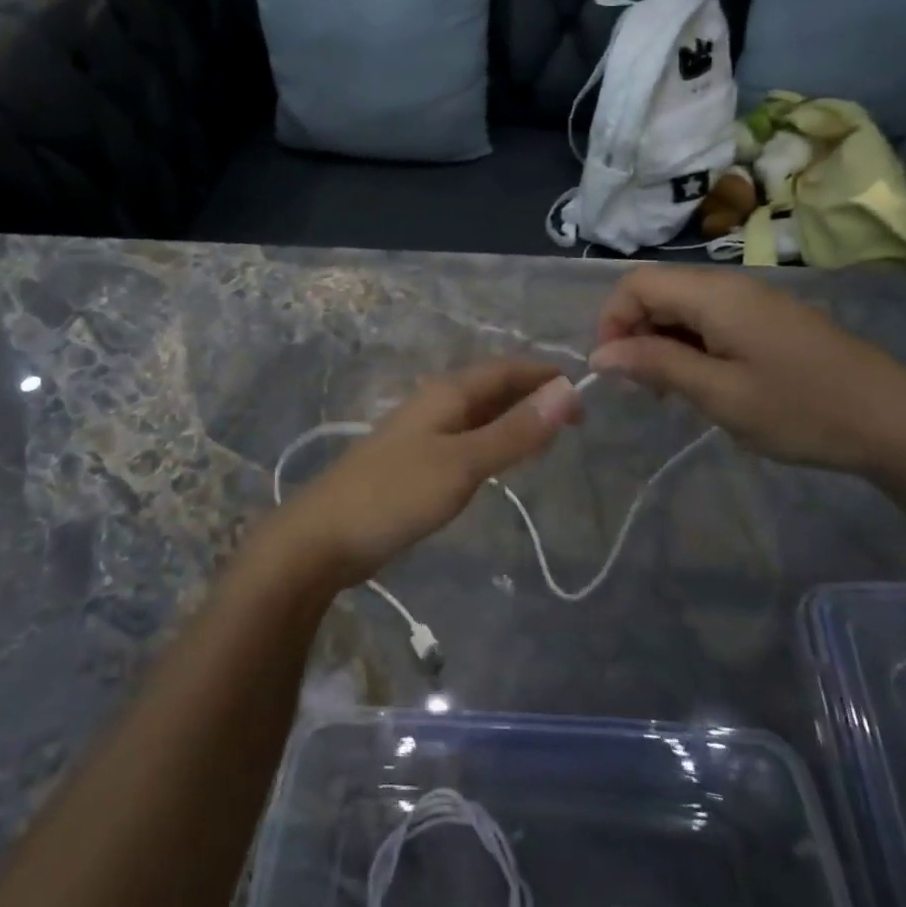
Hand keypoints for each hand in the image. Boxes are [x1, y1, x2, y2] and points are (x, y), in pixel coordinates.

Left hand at [273, 360, 582, 587]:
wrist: (322, 538)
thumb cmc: (395, 495)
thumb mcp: (462, 463)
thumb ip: (514, 432)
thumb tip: (566, 393)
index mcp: (446, 394)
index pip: (503, 369)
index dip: (542, 374)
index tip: (582, 391)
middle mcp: (434, 405)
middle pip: (490, 388)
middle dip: (531, 395)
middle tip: (574, 420)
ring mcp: (421, 435)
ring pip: (478, 414)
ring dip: (513, 419)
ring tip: (548, 437)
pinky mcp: (414, 465)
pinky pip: (465, 440)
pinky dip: (492, 442)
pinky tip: (501, 461)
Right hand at [590, 266, 905, 477]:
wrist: (894, 421)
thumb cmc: (800, 409)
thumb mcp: (719, 394)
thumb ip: (656, 365)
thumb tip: (600, 355)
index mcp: (713, 294)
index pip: (635, 284)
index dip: (611, 321)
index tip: (615, 372)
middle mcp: (728, 285)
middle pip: (657, 292)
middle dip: (635, 335)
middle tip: (646, 390)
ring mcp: (752, 300)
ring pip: (682, 307)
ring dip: (662, 343)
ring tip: (674, 393)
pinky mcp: (768, 319)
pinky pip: (710, 319)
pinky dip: (692, 346)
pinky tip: (707, 383)